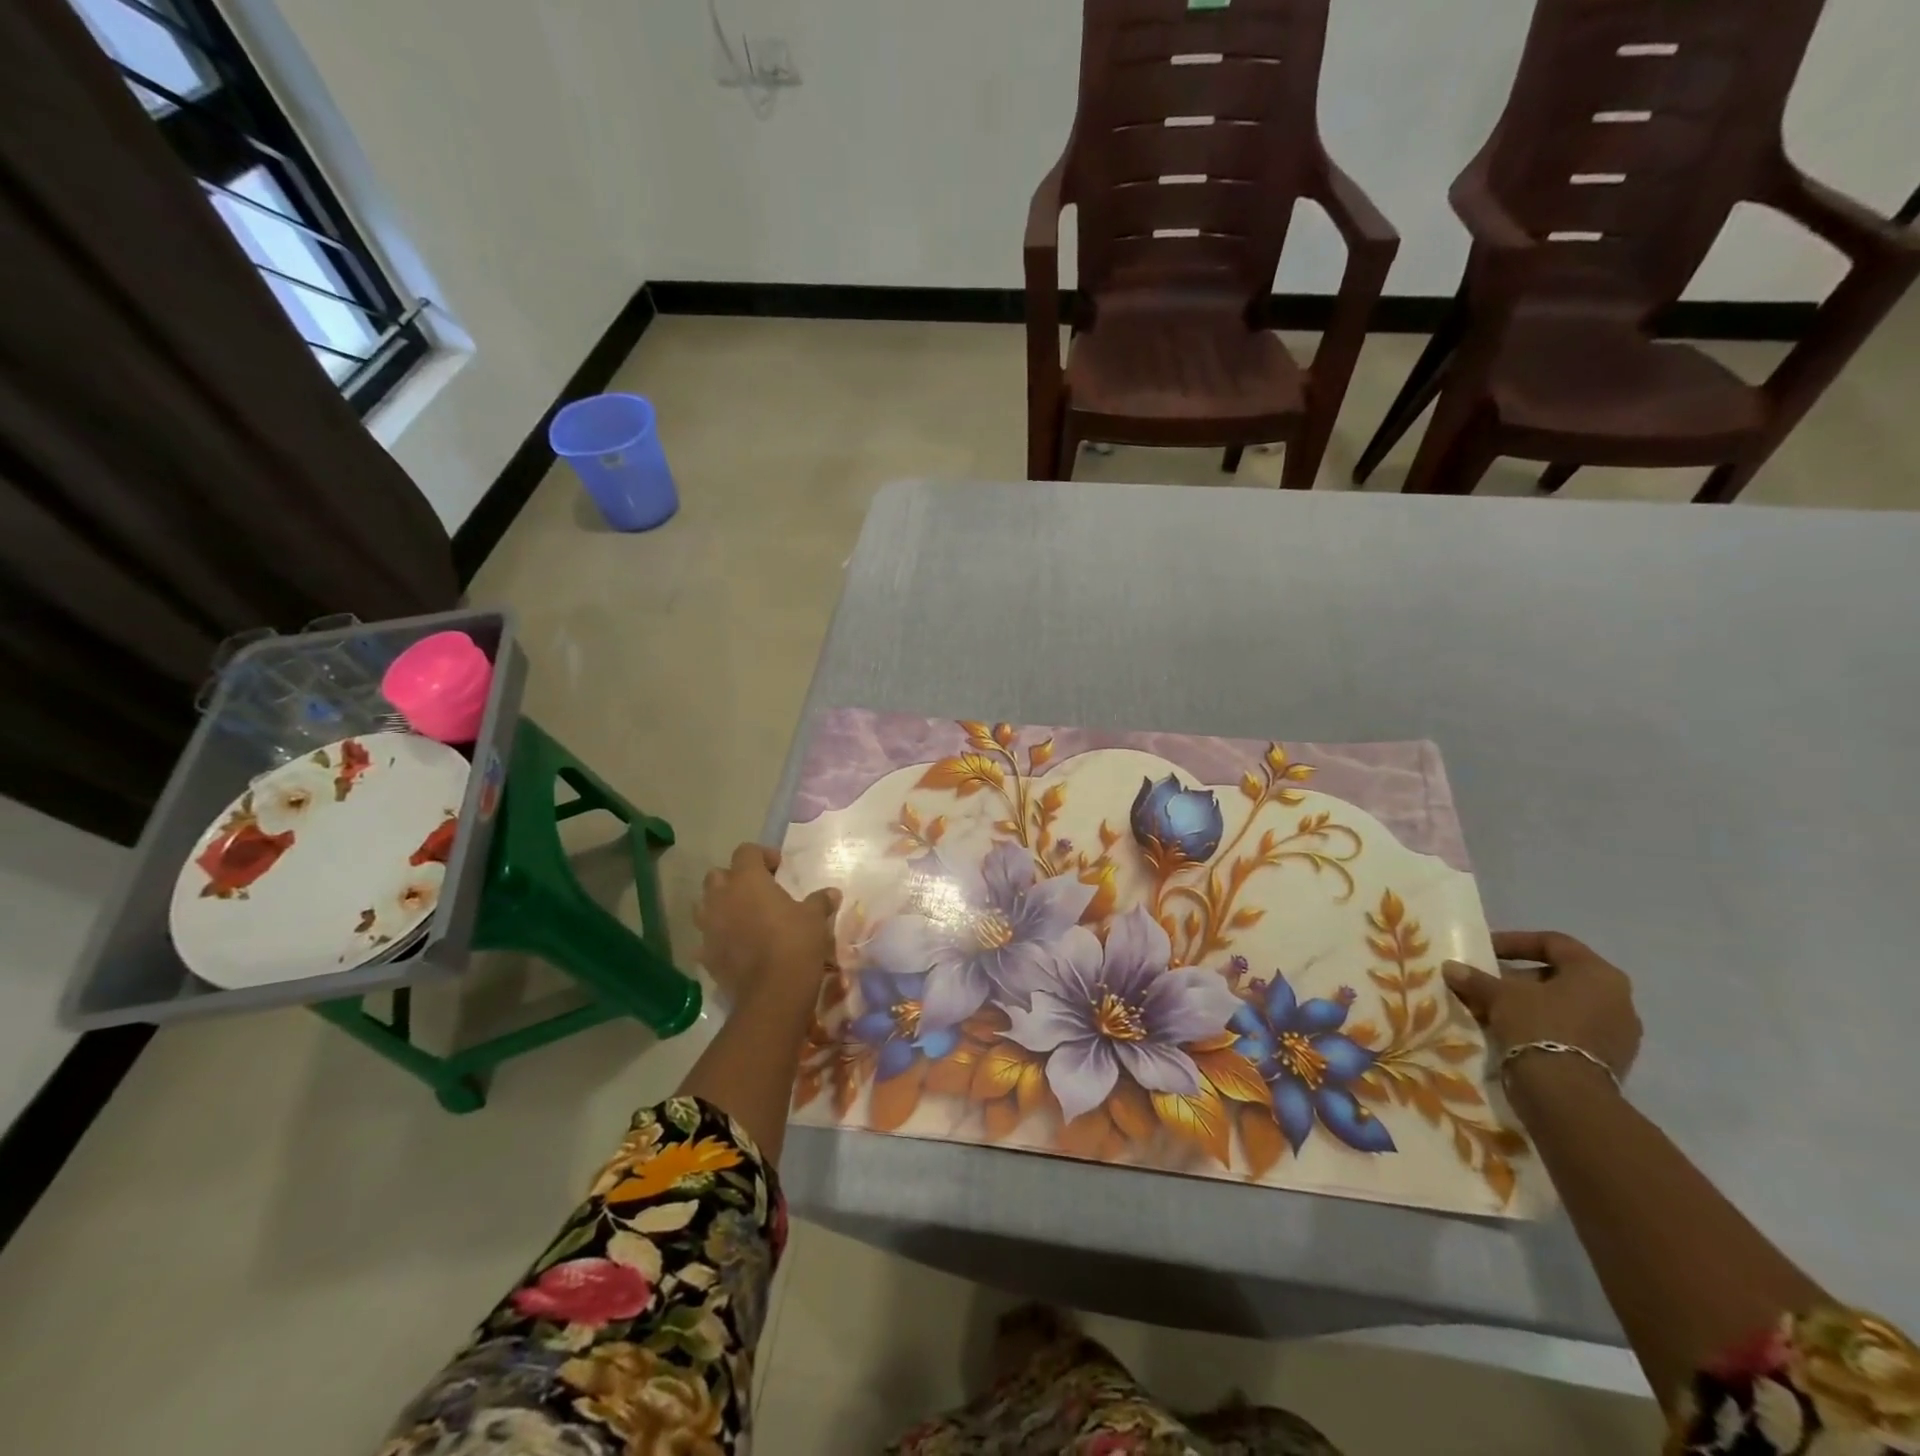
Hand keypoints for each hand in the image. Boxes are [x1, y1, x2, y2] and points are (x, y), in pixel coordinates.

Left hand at [694, 844, 839, 1003]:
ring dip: (721, 906)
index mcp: (747, 880)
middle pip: (718, 875)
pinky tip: (736, 946)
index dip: (762, 855)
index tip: (779, 868)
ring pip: (705, 905)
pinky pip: (707, 937)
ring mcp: (709, 927)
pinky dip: (719, 937)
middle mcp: (721, 898)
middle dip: (735, 878)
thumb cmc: (795, 942)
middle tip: (758, 891)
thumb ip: (820, 901)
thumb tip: (832, 893)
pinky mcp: (705, 954)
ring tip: (743, 916)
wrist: (773, 992)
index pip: (746, 851)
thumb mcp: (815, 918)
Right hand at [1443, 930, 1642, 1081]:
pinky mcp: (1611, 1060)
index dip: (1515, 942)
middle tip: (1488, 983)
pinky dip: (1543, 1026)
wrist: (1566, 1094)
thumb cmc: (1538, 1026)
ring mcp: (1619, 1033)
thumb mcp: (1499, 995)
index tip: (1486, 951)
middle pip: (1560, 976)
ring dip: (1530, 1004)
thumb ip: (1476, 979)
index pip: (1553, 943)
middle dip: (1520, 978)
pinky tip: (1513, 1033)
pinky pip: (1572, 1031)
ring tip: (1494, 1009)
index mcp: (1598, 974)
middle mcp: (1619, 999)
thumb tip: (1451, 967)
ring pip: (1566, 1006)